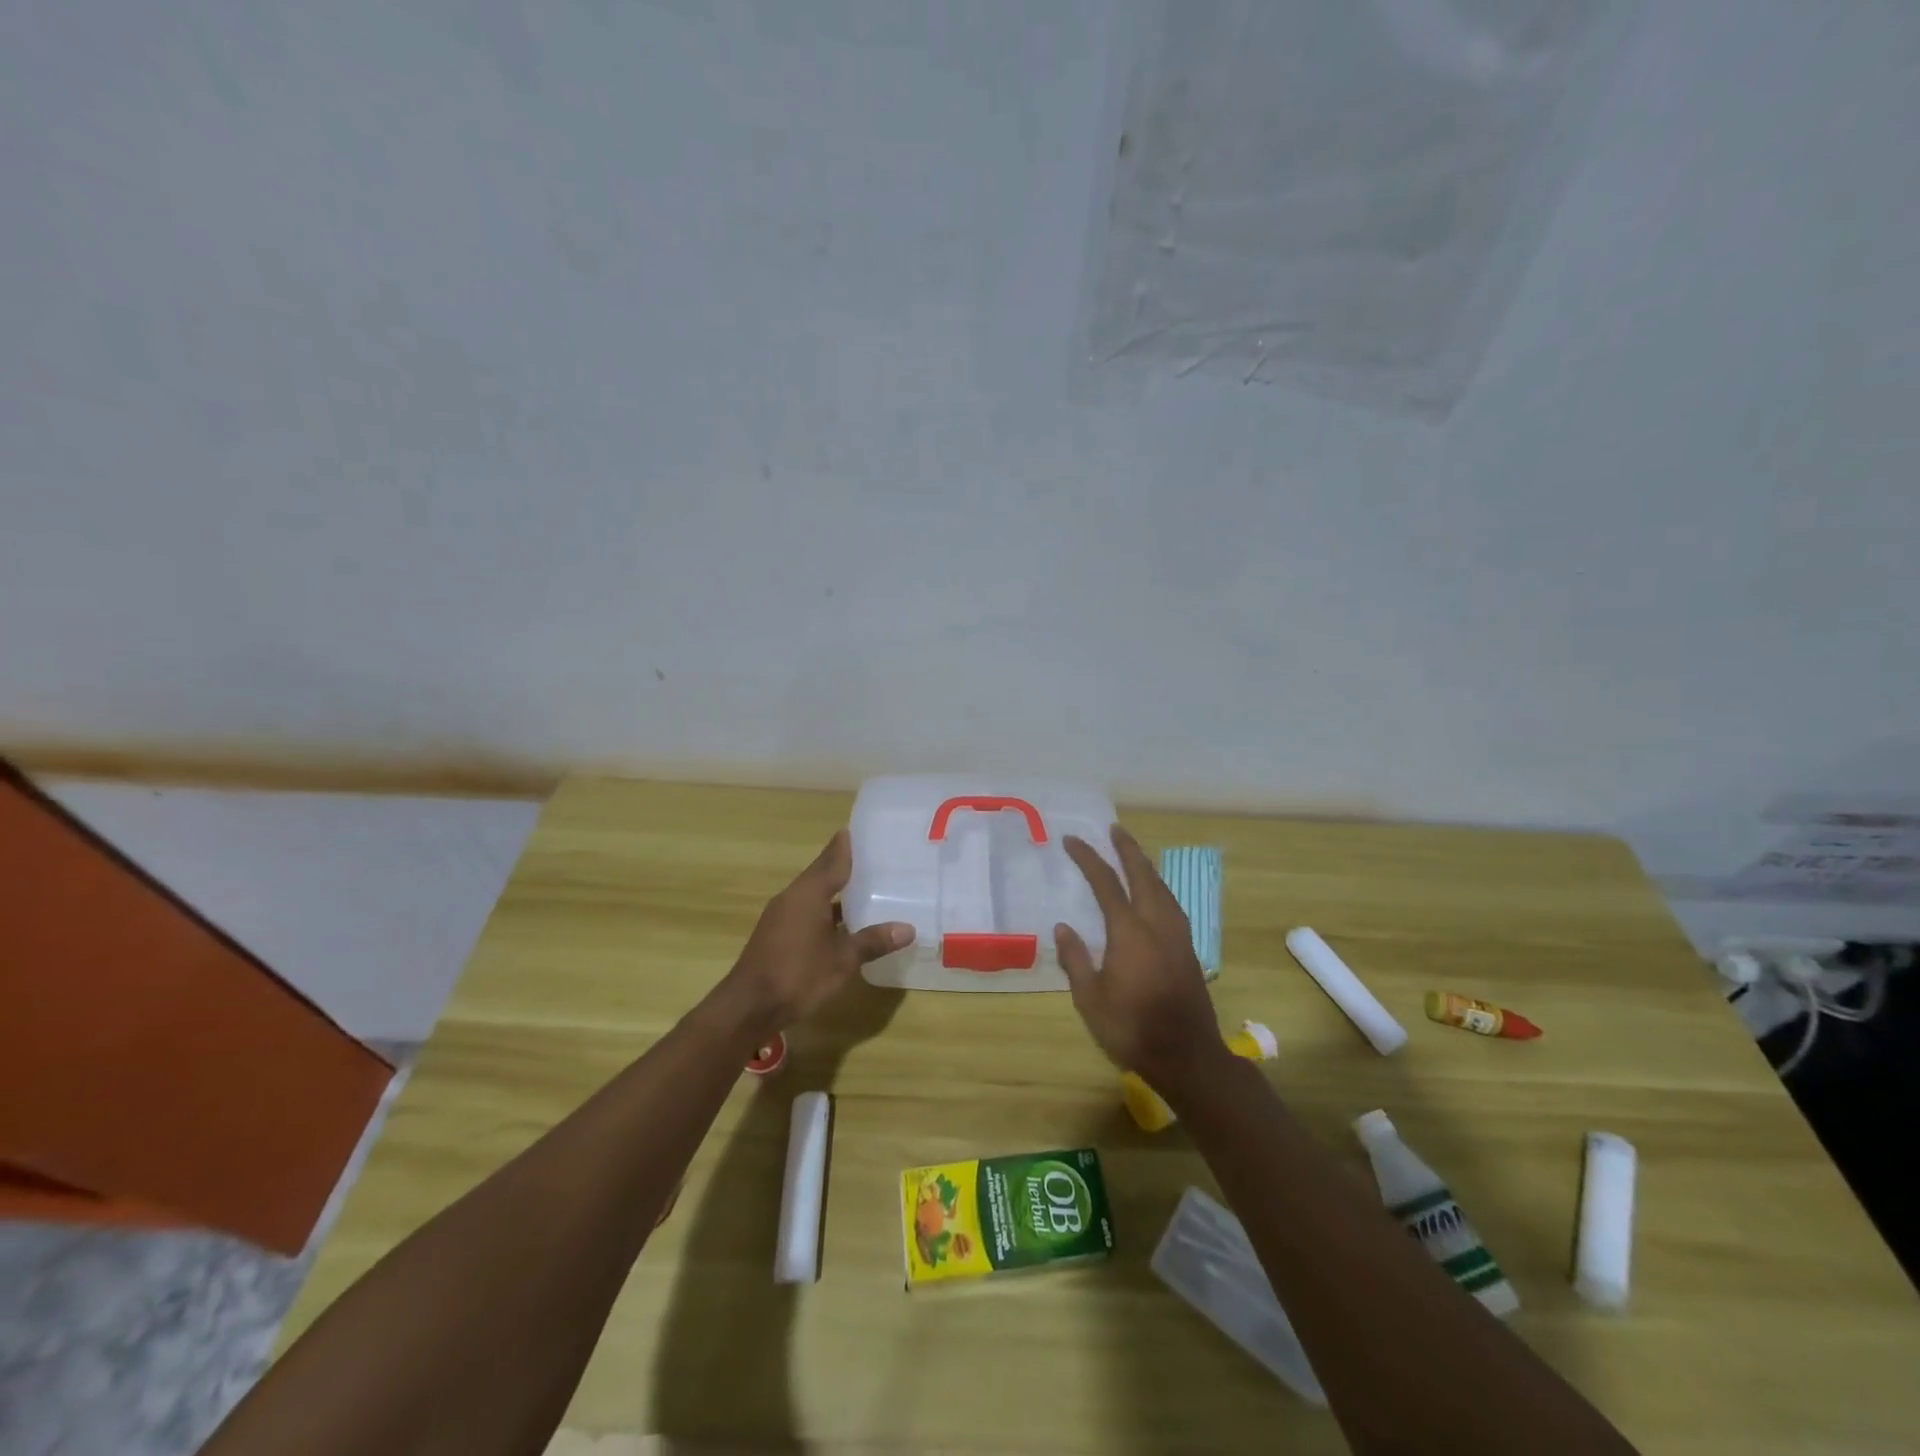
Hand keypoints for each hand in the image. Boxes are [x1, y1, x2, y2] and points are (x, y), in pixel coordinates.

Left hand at [706, 829, 912, 1050]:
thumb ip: (873, 941)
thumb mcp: (842, 960)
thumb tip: (908, 928)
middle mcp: (792, 897)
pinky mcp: (776, 934)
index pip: (832, 860)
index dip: (845, 846)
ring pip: (813, 894)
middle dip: (843, 866)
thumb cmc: (798, 975)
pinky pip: (806, 911)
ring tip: (864, 888)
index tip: (859, 830)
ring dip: (835, 891)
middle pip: (821, 874)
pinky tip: (842, 922)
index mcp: (808, 893)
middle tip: (872, 859)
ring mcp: (781, 916)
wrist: (748, 1007)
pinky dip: (825, 910)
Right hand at [1055, 826, 1224, 1095]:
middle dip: (1127, 849)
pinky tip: (1155, 894)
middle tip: (1114, 829)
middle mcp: (1156, 924)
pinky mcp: (1188, 949)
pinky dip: (1158, 887)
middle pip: (1143, 875)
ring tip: (1133, 854)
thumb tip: (1063, 927)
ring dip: (1146, 866)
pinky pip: (1171, 904)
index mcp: (1129, 932)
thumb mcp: (1090, 999)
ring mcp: (1177, 935)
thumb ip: (1075, 959)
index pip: (1106, 883)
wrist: (1186, 1055)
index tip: (1072, 840)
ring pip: (1162, 888)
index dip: (1088, 858)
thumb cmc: (1131, 1029)